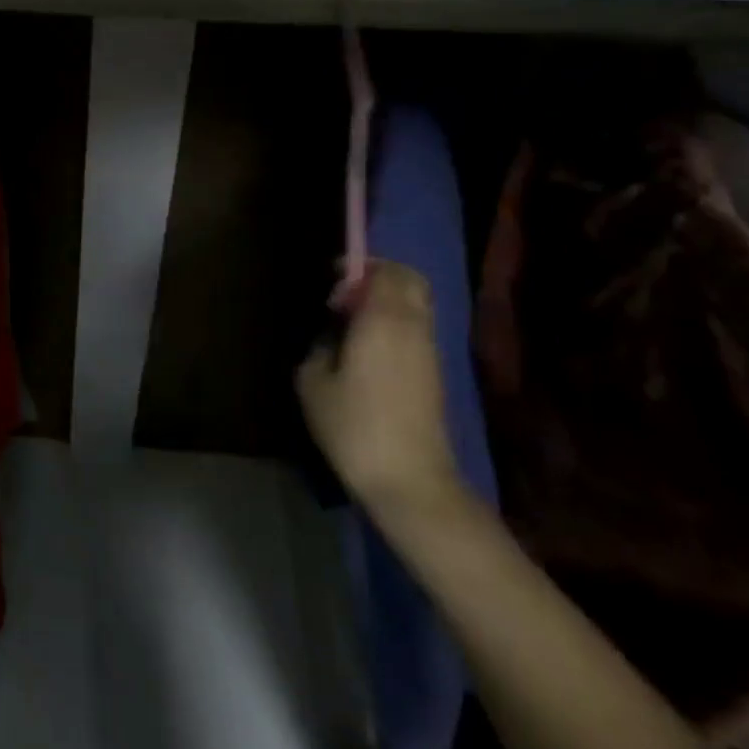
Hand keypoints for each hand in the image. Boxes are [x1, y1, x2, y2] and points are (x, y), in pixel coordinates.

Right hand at [296, 260, 459, 515]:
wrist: (409, 481)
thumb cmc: (353, 425)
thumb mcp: (312, 381)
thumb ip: (319, 345)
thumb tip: (331, 334)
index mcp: (384, 319)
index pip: (385, 271)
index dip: (358, 268)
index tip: (331, 283)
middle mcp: (413, 326)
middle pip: (409, 280)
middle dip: (379, 277)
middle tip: (346, 296)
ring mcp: (430, 351)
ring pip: (417, 305)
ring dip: (388, 302)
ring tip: (354, 325)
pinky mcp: (435, 374)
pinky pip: (417, 329)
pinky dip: (397, 324)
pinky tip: (369, 350)